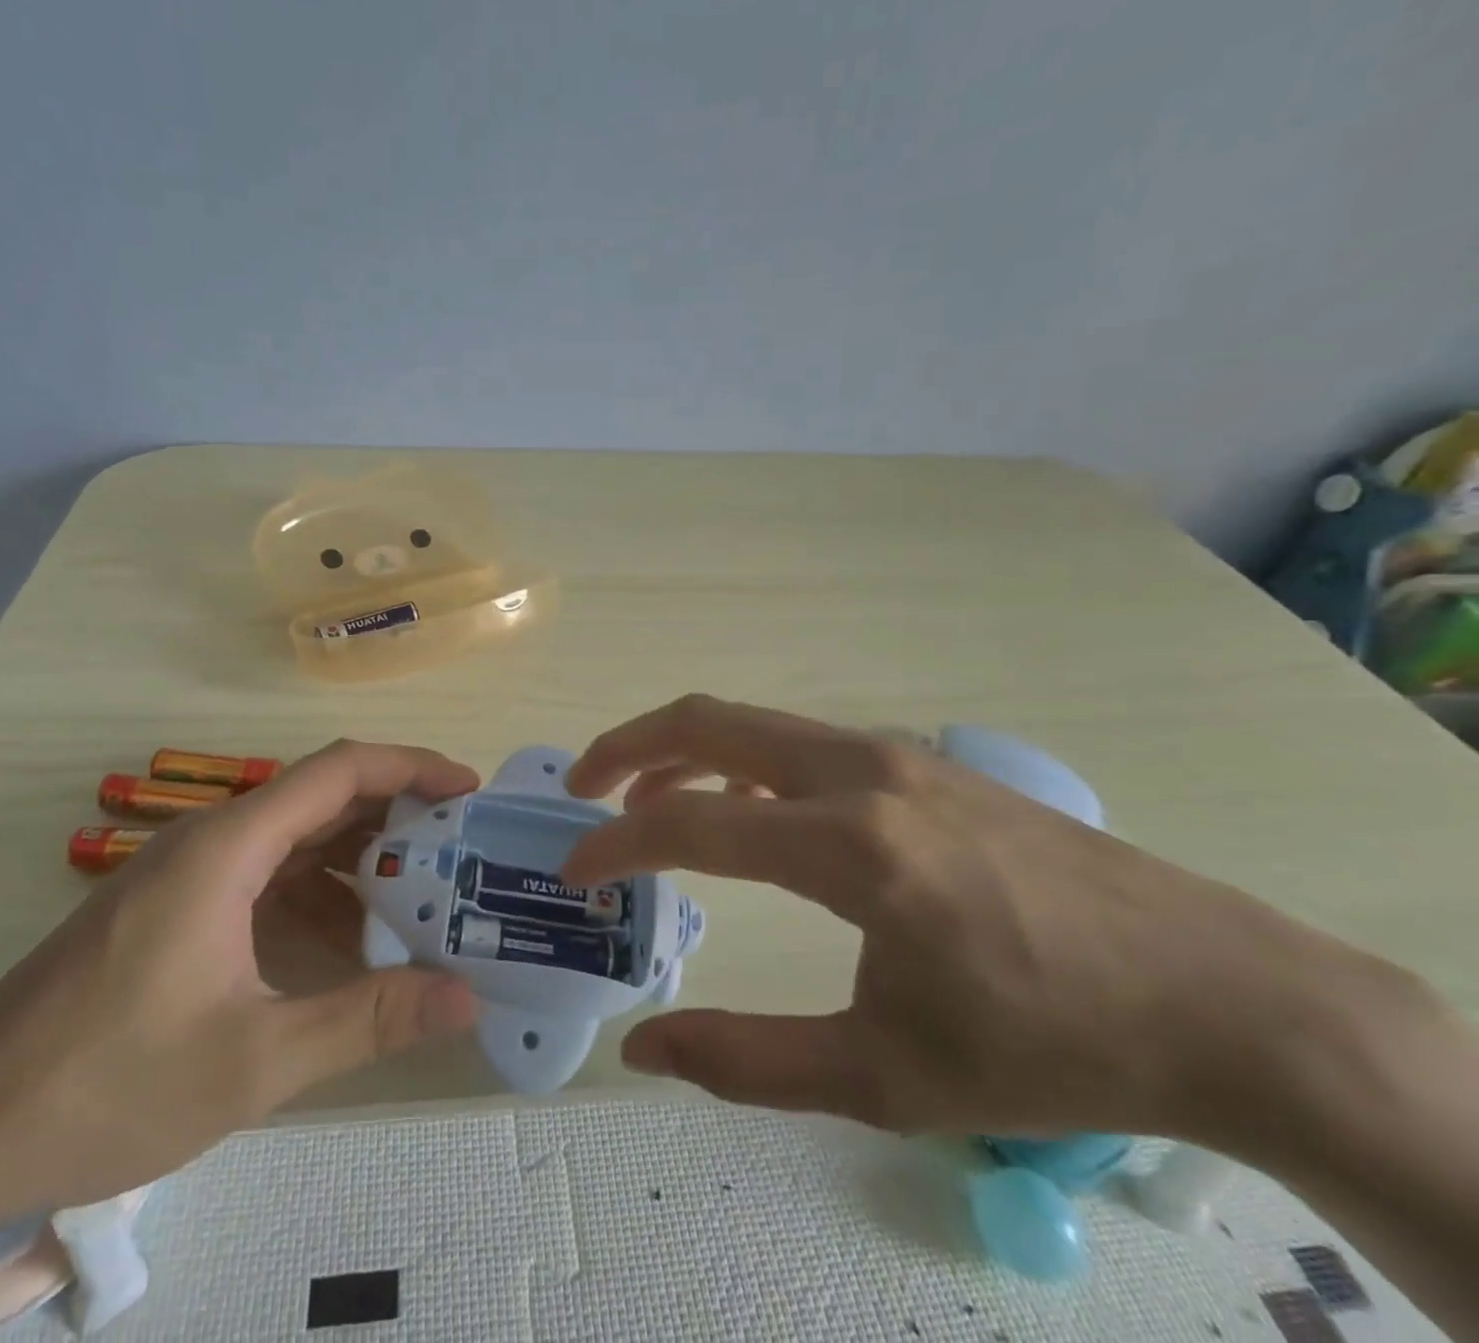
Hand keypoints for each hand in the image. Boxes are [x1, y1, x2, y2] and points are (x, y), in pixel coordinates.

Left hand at [0, 740, 481, 1231]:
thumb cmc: (105, 1081)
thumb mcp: (255, 1059)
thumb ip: (369, 1019)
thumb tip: (466, 997)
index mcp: (230, 846)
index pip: (340, 771)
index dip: (411, 768)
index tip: (468, 791)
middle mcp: (212, 841)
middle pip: (323, 799)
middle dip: (397, 819)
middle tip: (461, 854)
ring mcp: (190, 874)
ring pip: (297, 841)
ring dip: (359, 863)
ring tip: (422, 901)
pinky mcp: (177, 908)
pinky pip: (267, 880)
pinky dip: (319, 898)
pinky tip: (349, 946)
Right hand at [560, 695, 1433, 1151]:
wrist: (1222, 995)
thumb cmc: (1049, 1045)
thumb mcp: (886, 1076)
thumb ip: (748, 1061)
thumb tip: (644, 1050)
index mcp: (849, 847)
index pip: (691, 824)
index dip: (616, 844)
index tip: (574, 871)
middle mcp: (860, 773)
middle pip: (707, 721)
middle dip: (626, 747)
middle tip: (580, 789)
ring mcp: (893, 755)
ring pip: (751, 724)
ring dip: (682, 753)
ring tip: (645, 804)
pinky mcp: (920, 762)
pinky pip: (799, 744)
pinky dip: (741, 763)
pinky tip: (744, 814)